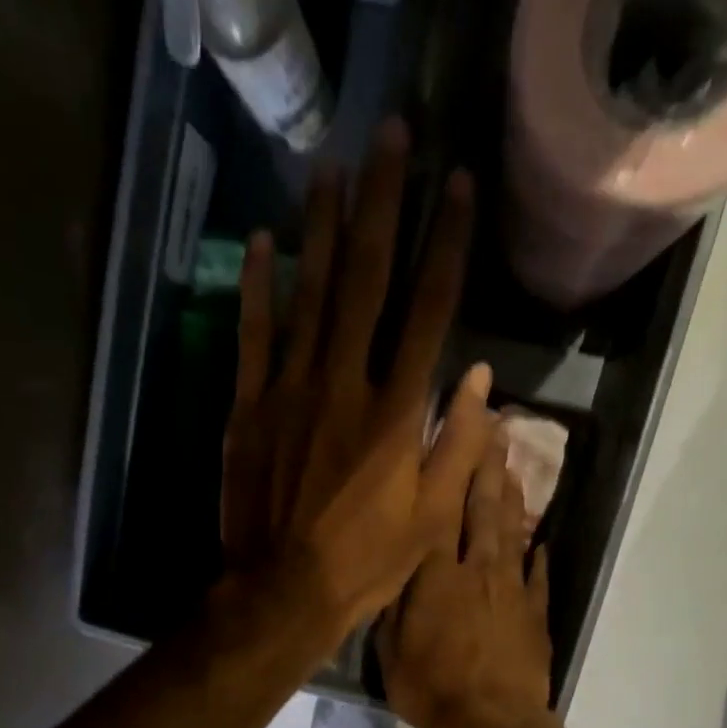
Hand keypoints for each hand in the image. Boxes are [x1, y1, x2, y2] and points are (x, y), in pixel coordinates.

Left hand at [221, 120, 494, 656]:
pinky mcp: (248, 407)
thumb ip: (458, 445)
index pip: (428, 309)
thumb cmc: (366, 562)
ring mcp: (290, 390)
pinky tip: (264, 241)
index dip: (445, 242)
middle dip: (381, 203)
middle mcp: (345, 384)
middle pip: (367, 280)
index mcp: (396, 412)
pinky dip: (258, 287)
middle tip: (389, 135)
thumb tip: (478, 378)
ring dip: (322, 226)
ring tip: (330, 164)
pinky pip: (252, 335)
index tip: (457, 184)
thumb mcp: (432, 519)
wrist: (282, 591)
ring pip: (309, 294)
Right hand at [378, 431, 553, 727]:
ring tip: (513, 466)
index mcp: (436, 569)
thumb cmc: (429, 686)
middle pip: (485, 504)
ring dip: (512, 496)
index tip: (470, 407)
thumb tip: (396, 557)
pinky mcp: (535, 614)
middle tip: (497, 422)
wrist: (491, 725)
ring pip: (512, 531)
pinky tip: (538, 539)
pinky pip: (536, 576)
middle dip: (490, 460)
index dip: (456, 448)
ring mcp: (512, 589)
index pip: (445, 496)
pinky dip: (536, 554)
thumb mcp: (388, 643)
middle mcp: (478, 567)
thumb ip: (393, 595)